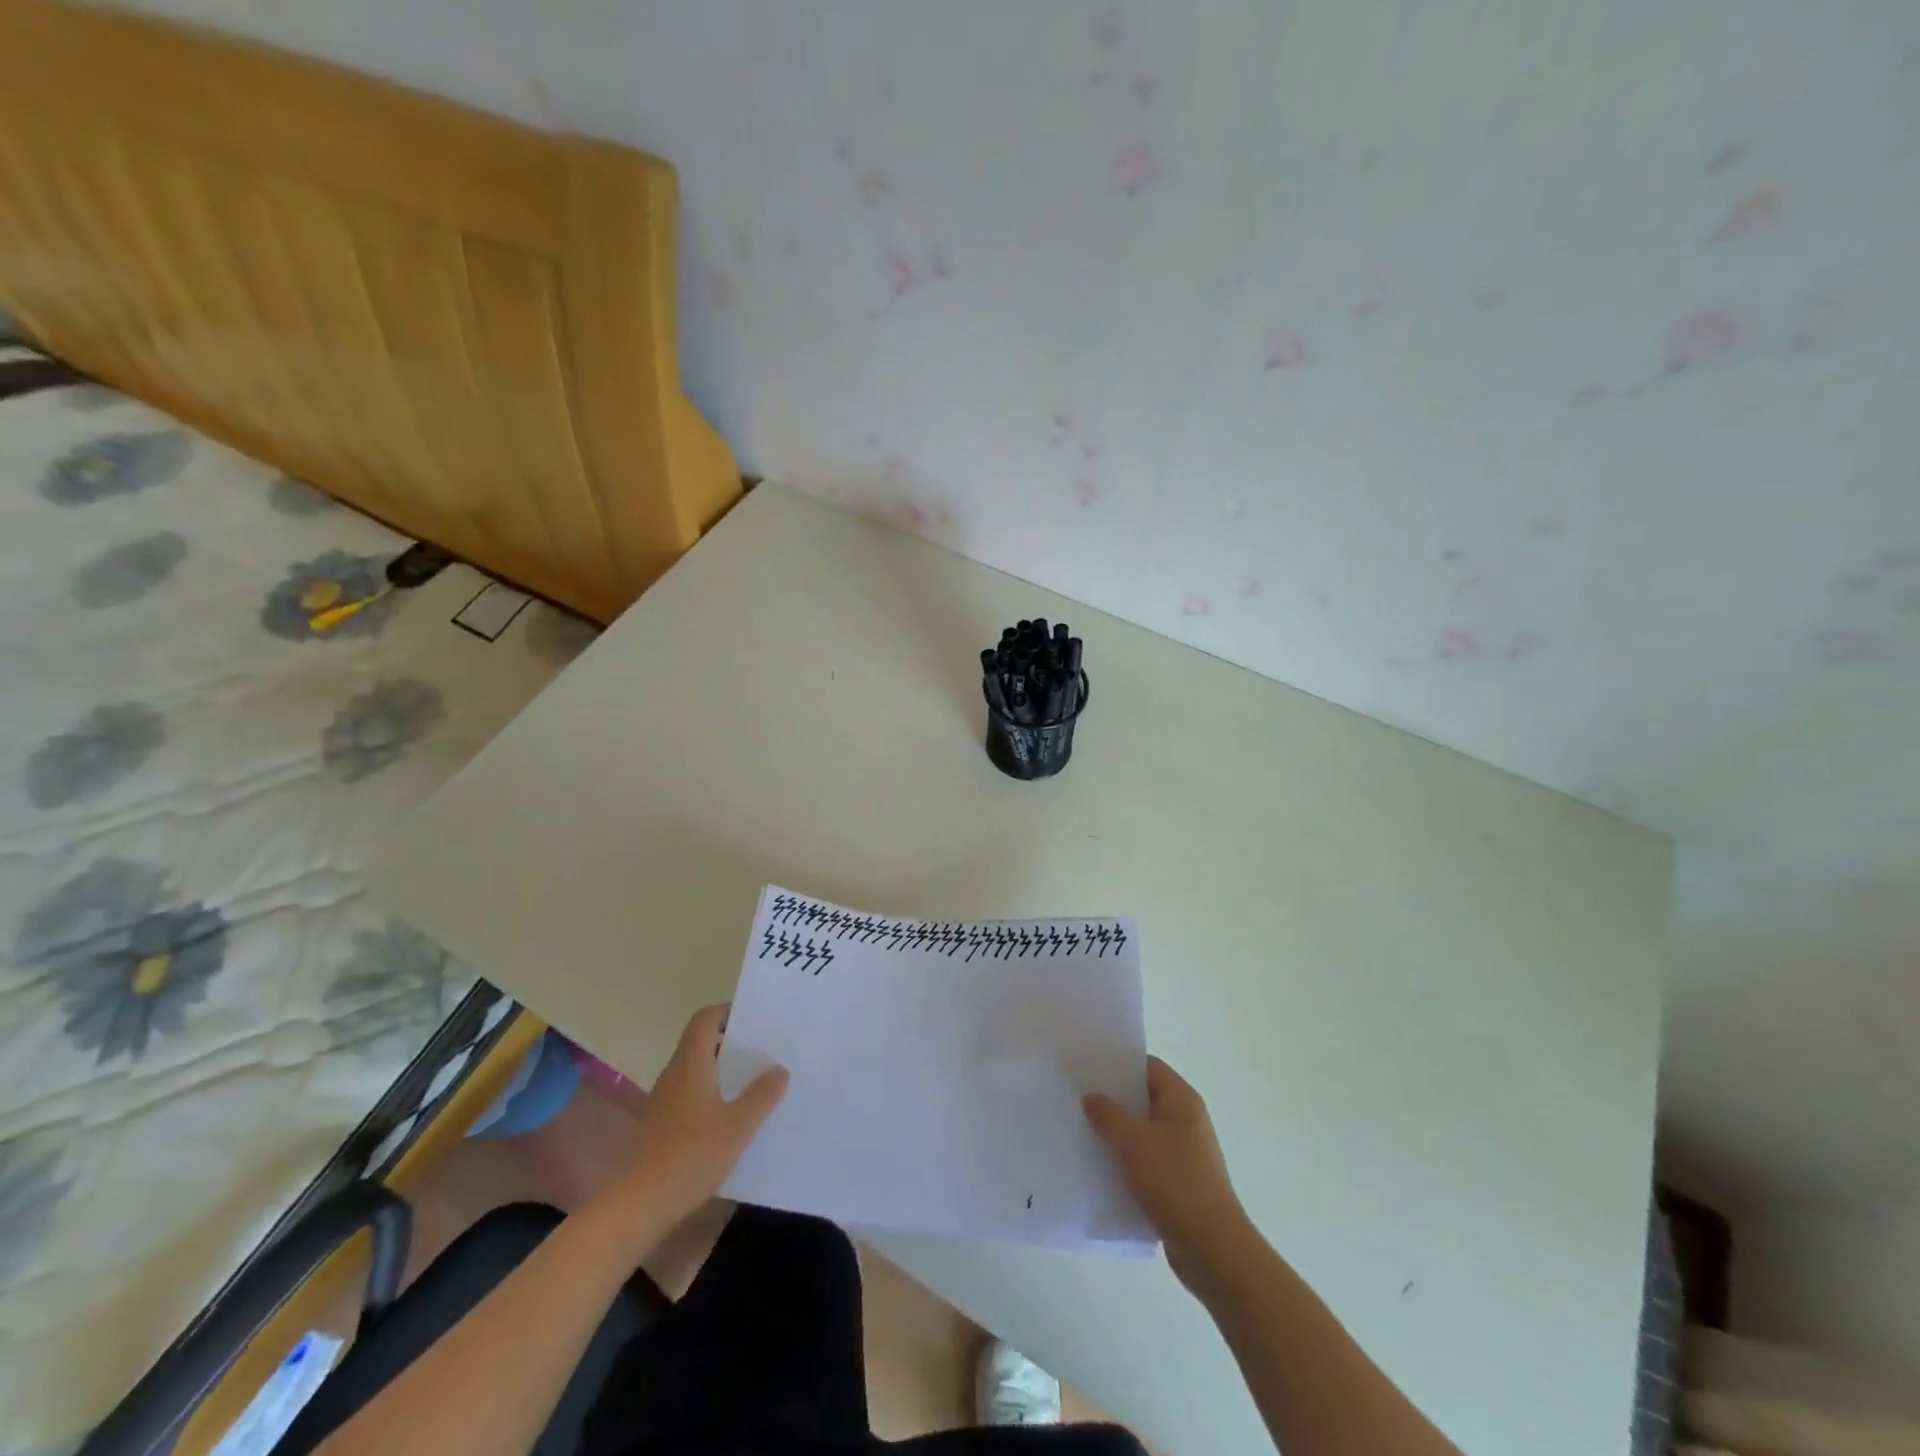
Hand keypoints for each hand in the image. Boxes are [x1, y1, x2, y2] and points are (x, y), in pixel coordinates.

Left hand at [610, 1004, 787, 1225]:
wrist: (638, 1206)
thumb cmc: (691, 1155)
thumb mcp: (738, 1125)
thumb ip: (762, 1094)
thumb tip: (778, 1069)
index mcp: (691, 1063)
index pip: (705, 1019)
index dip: (728, 1012)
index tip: (755, 1020)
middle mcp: (674, 1075)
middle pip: (702, 1043)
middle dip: (732, 1043)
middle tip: (764, 1051)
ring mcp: (664, 1102)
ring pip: (697, 1071)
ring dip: (723, 1072)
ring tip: (755, 1083)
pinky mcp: (660, 1127)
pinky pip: (691, 1097)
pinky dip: (712, 1096)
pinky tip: (733, 1119)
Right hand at [1085, 1056, 1250, 1298]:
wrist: (1212, 1250)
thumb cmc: (1175, 1183)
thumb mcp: (1134, 1142)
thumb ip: (1108, 1114)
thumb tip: (1092, 1097)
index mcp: (1181, 1100)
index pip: (1147, 1067)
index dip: (1118, 1064)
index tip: (1086, 1067)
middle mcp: (1186, 1120)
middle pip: (1143, 1098)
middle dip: (1112, 1099)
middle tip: (1076, 1097)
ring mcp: (1183, 1153)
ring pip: (1142, 1132)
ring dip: (1116, 1133)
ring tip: (1081, 1130)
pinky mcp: (1178, 1182)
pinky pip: (1145, 1160)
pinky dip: (1125, 1160)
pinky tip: (1099, 1167)